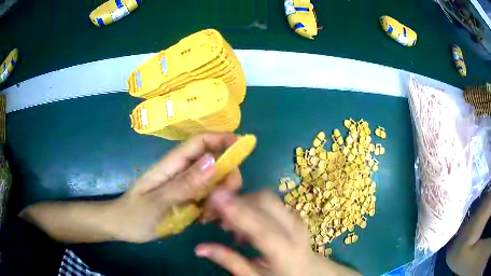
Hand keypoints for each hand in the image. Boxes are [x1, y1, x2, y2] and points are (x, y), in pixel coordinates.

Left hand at [109, 133, 241, 242]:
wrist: (122, 227)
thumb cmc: (135, 214)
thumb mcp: (158, 202)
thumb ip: (184, 184)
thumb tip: (214, 161)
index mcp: (171, 165)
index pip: (199, 142)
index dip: (222, 139)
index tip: (243, 146)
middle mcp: (180, 171)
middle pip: (212, 162)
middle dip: (225, 177)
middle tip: (223, 201)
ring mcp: (183, 185)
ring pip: (212, 181)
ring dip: (219, 196)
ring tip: (210, 217)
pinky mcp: (185, 198)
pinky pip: (207, 197)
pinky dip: (213, 206)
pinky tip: (206, 219)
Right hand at [195, 191, 360, 275]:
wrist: (310, 271)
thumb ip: (229, 261)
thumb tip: (199, 248)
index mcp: (285, 251)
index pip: (260, 228)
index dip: (237, 211)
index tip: (214, 197)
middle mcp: (293, 229)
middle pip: (264, 202)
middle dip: (236, 201)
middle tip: (213, 213)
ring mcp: (296, 219)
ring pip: (267, 198)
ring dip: (243, 202)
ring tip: (228, 223)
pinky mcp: (293, 214)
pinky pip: (271, 202)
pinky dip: (252, 205)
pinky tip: (244, 224)